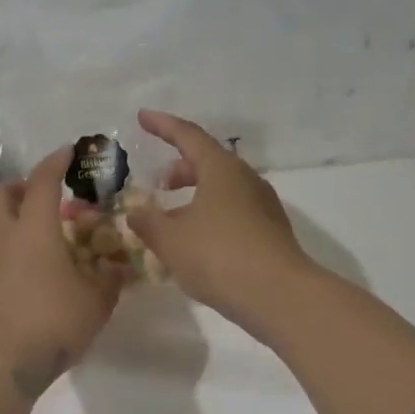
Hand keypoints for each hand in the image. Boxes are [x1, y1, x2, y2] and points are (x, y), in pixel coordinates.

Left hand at [0, 146, 121, 397]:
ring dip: (21, 223)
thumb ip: (109, 281)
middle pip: (3, 195)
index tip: (69, 152)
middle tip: (47, 195)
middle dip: (23, 186)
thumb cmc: (51, 320)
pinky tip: (40, 275)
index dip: (56, 162)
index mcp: (34, 230)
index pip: (43, 182)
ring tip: (52, 242)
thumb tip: (119, 269)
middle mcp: (6, 239)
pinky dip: (17, 253)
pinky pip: (0, 257)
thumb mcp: (96, 302)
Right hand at [127, 110, 317, 334]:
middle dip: (180, 168)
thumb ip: (147, 222)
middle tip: (159, 183)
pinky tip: (195, 242)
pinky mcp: (270, 233)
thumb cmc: (218, 256)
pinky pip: (232, 212)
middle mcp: (246, 180)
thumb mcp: (170, 239)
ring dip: (195, 196)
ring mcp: (262, 207)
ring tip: (172, 218)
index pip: (188, 136)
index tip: (142, 117)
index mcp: (222, 169)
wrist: (279, 296)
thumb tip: (136, 212)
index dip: (162, 126)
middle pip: (209, 162)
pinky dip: (209, 216)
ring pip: (222, 189)